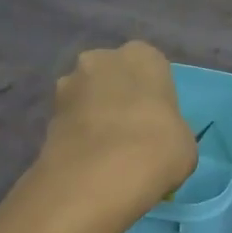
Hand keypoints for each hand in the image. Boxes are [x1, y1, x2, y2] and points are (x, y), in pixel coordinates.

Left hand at [39, 41, 196, 207]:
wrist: (100, 177)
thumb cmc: (157, 147)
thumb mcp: (184, 141)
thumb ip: (170, 129)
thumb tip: (158, 140)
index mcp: (142, 55)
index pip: (151, 67)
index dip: (153, 94)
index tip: (157, 120)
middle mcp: (101, 59)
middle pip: (112, 75)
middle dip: (117, 97)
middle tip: (130, 132)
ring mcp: (68, 84)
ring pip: (87, 97)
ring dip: (93, 115)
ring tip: (106, 152)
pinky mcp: (46, 115)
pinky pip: (70, 122)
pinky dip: (77, 136)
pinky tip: (89, 162)